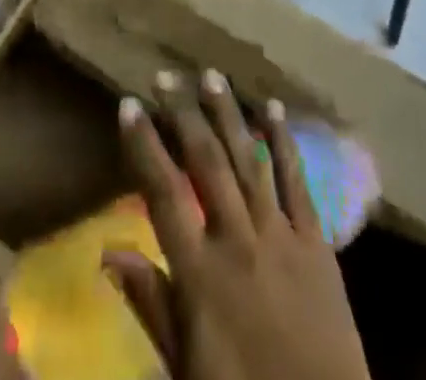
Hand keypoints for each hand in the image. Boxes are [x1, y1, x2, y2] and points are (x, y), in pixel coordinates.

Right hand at [107, 69, 369, 379]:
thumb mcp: (185, 368)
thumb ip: (152, 304)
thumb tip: (108, 252)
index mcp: (201, 273)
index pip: (164, 193)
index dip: (144, 144)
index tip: (129, 104)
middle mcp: (238, 240)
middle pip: (206, 162)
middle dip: (183, 114)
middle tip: (166, 76)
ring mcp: (280, 236)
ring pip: (248, 159)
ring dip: (228, 114)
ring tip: (211, 75)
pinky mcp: (317, 243)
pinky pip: (297, 182)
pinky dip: (283, 142)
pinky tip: (273, 109)